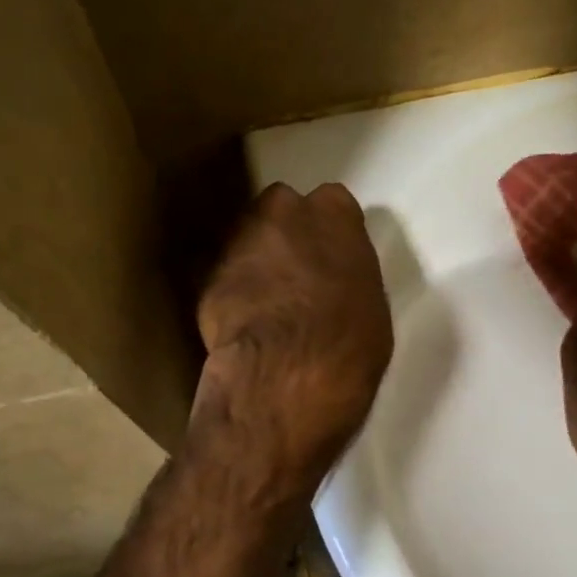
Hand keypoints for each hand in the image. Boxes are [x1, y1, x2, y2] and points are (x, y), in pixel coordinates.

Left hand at [192, 183, 393, 505]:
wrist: (288, 372)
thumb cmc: (349, 340)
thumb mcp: (370, 303)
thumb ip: (347, 275)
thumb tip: (332, 283)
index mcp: (334, 213)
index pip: (332, 204)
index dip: (328, 232)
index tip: (329, 257)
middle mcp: (283, 211)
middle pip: (281, 211)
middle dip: (285, 235)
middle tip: (294, 275)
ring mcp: (239, 239)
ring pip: (247, 241)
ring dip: (255, 262)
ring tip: (265, 304)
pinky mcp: (207, 275)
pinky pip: (225, 277)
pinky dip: (232, 293)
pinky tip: (242, 324)